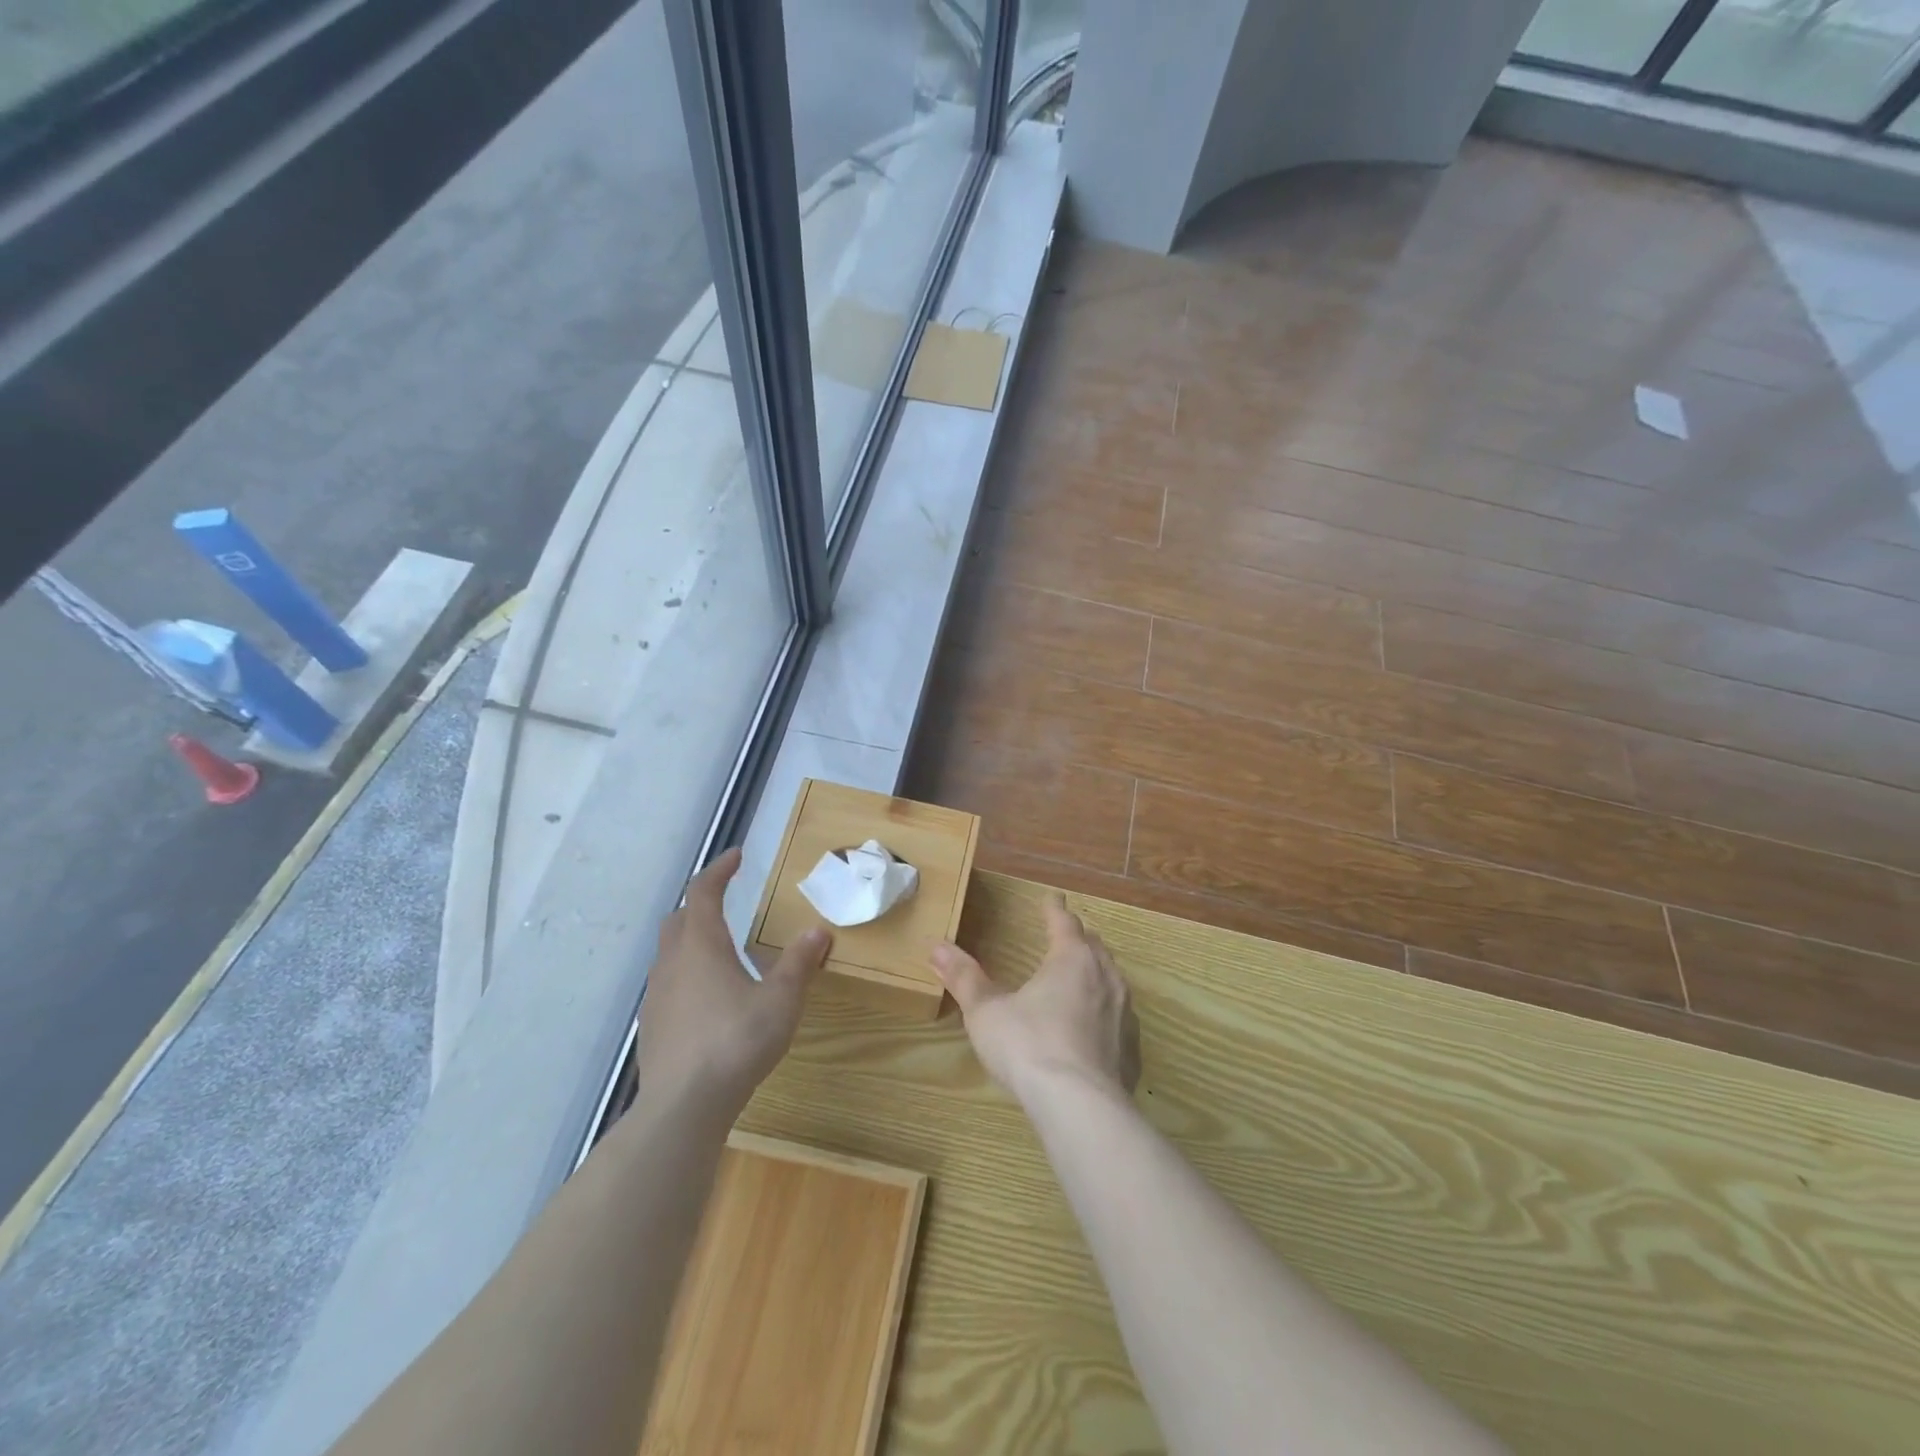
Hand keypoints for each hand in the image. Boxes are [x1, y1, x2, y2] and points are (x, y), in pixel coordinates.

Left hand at [636, 848, 830, 1119]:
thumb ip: (799, 963)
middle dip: (701, 903)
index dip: (719, 870)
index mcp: (701, 945)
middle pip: (680, 919)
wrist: (683, 1105)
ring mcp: (656, 995)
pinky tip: (707, 998)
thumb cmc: (736, 1041)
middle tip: (726, 901)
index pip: (704, 892)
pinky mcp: (651, 1025)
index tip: (737, 857)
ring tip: (721, 952)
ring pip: (669, 953)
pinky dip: (686, 974)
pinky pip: (667, 984)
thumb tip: (818, 930)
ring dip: (691, 940)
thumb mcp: (780, 1000)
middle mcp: (672, 962)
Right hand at [930, 893, 1139, 1106]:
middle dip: (1078, 938)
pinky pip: (1120, 1018)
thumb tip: (937, 947)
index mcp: (1071, 959)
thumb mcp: (986, 1012)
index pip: (1064, 922)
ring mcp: (1124, 1014)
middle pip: (1094, 946)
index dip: (1054, 908)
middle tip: (1065, 936)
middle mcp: (1105, 978)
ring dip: (1096, 973)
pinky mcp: (1132, 1050)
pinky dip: (1106, 1013)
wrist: (1080, 1107)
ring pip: (1112, 980)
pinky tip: (1094, 1029)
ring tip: (1081, 978)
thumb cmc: (1028, 1046)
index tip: (1051, 898)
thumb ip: (965, 978)